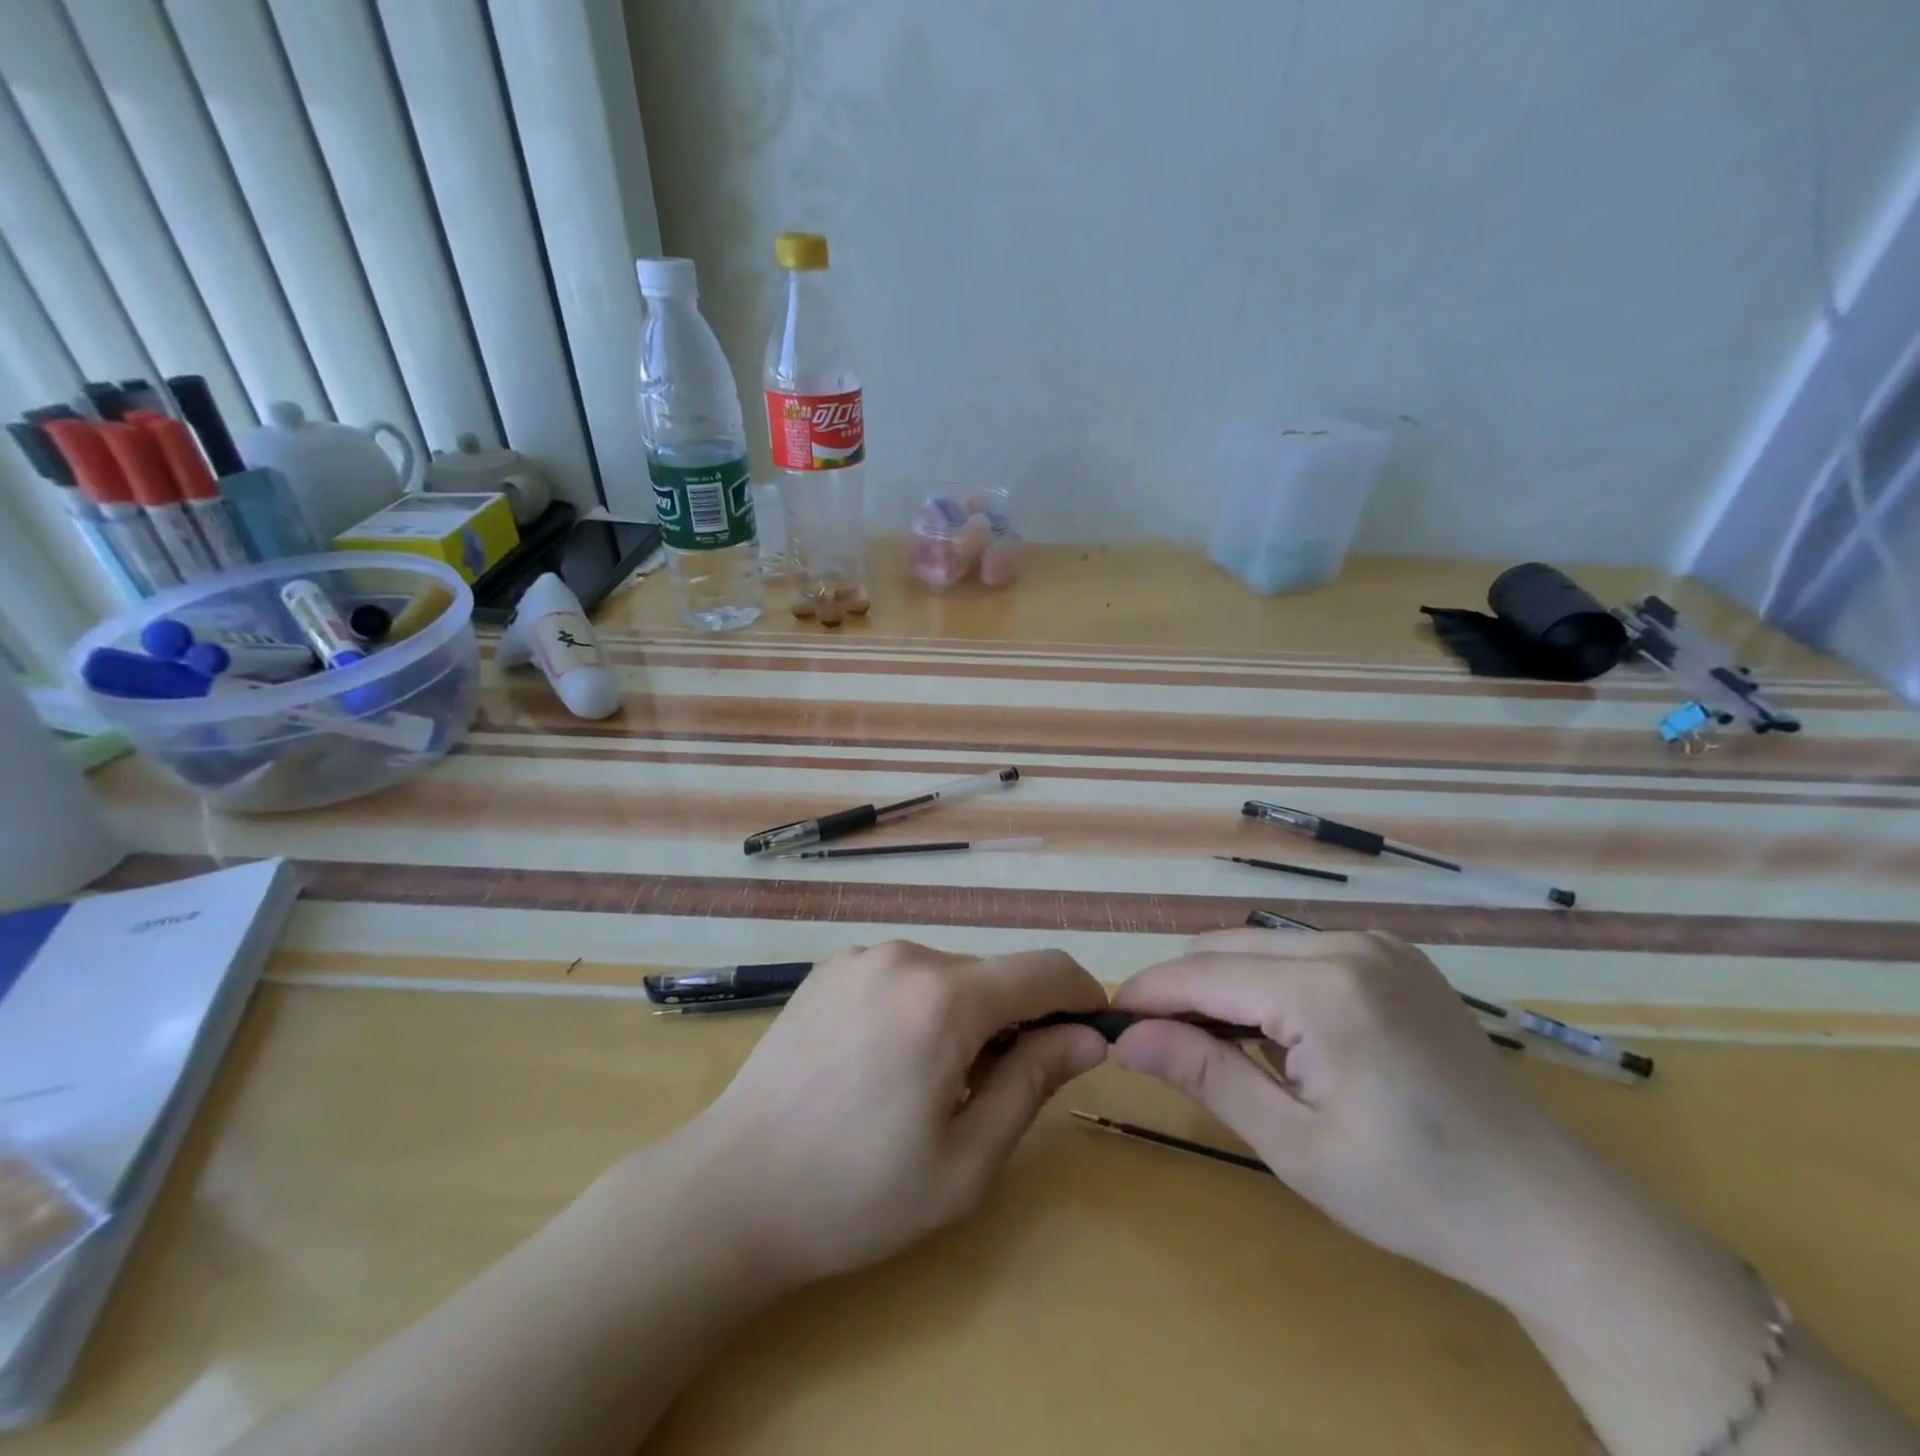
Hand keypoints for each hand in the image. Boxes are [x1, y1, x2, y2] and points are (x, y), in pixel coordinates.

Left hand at [664, 940, 1108, 1288]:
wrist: (732, 1189)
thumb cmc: (857, 1193)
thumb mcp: (966, 1161)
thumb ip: (1033, 1083)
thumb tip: (1086, 1037)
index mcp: (945, 999)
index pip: (1044, 969)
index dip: (1080, 995)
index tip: (1091, 1034)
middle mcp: (905, 956)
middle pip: (993, 974)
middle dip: (1016, 1020)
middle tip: (993, 1092)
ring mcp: (861, 957)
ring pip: (948, 974)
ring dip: (965, 1016)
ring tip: (930, 1086)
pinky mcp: (830, 969)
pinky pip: (902, 976)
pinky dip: (919, 1007)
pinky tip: (885, 1064)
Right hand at [1111, 928, 1576, 1300]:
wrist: (1549, 1212)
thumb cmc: (1415, 1193)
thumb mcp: (1294, 1145)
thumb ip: (1205, 1074)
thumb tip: (1126, 1038)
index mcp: (1324, 988)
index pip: (1201, 972)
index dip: (1147, 994)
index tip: (1109, 1023)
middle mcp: (1348, 944)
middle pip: (1224, 947)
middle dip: (1182, 990)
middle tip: (1162, 1047)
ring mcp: (1377, 944)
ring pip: (1258, 945)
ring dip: (1222, 985)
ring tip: (1218, 1046)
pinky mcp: (1394, 956)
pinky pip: (1299, 951)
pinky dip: (1267, 982)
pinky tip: (1279, 1034)